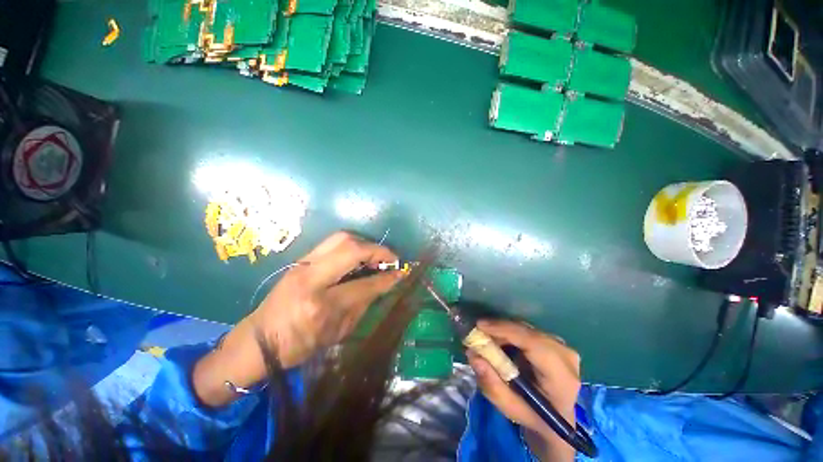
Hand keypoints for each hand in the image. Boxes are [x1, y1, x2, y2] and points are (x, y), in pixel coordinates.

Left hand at [251, 231, 402, 367]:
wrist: (258, 339)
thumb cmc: (299, 345)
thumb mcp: (337, 333)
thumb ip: (363, 304)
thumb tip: (384, 283)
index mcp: (320, 306)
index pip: (363, 285)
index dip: (386, 278)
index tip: (400, 273)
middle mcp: (311, 278)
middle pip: (351, 248)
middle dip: (378, 250)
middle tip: (391, 258)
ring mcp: (302, 264)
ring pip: (341, 238)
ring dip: (365, 243)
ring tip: (376, 255)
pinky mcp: (300, 259)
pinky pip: (332, 242)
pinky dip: (352, 245)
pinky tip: (359, 256)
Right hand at [467, 320, 580, 461]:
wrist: (556, 420)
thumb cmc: (533, 416)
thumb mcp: (509, 407)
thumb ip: (491, 383)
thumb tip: (473, 354)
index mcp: (562, 378)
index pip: (534, 344)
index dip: (506, 330)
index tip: (480, 326)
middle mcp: (567, 357)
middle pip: (528, 332)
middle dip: (500, 329)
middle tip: (478, 332)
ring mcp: (563, 347)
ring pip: (527, 329)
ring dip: (504, 330)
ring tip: (487, 338)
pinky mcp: (556, 343)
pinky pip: (529, 330)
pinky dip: (511, 332)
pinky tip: (500, 340)